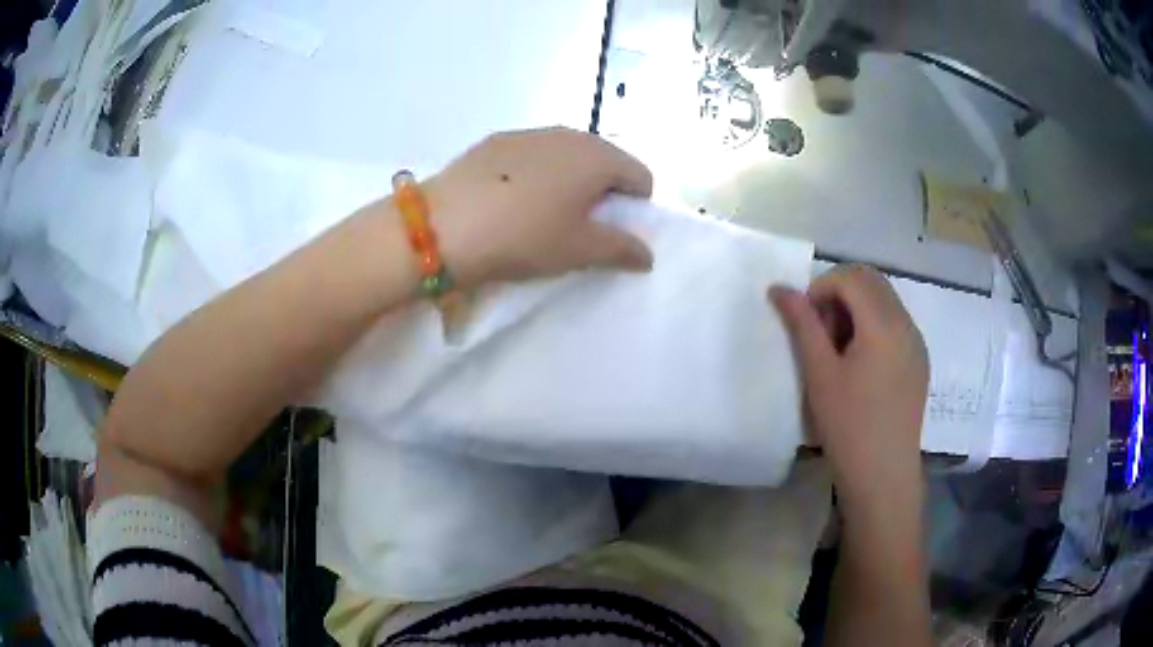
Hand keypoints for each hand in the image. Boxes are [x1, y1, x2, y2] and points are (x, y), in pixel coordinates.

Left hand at [422, 127, 653, 287]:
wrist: (444, 225)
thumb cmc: (524, 235)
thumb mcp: (578, 249)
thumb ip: (621, 249)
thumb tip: (648, 254)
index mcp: (598, 157)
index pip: (640, 176)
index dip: (635, 206)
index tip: (611, 231)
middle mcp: (569, 134)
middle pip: (605, 160)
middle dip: (602, 190)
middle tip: (579, 223)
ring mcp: (530, 133)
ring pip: (568, 154)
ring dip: (569, 179)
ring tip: (542, 211)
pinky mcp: (497, 140)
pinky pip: (533, 154)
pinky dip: (536, 172)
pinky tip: (510, 198)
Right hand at [769, 265, 928, 508]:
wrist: (883, 474)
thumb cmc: (848, 425)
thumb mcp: (819, 374)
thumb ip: (801, 325)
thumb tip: (780, 289)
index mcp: (884, 324)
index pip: (851, 277)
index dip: (822, 287)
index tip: (806, 320)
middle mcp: (906, 324)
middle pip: (871, 281)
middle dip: (840, 293)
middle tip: (821, 332)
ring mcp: (917, 342)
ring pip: (885, 300)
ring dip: (857, 308)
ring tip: (839, 350)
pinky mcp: (919, 360)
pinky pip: (895, 323)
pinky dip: (873, 325)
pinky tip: (860, 364)